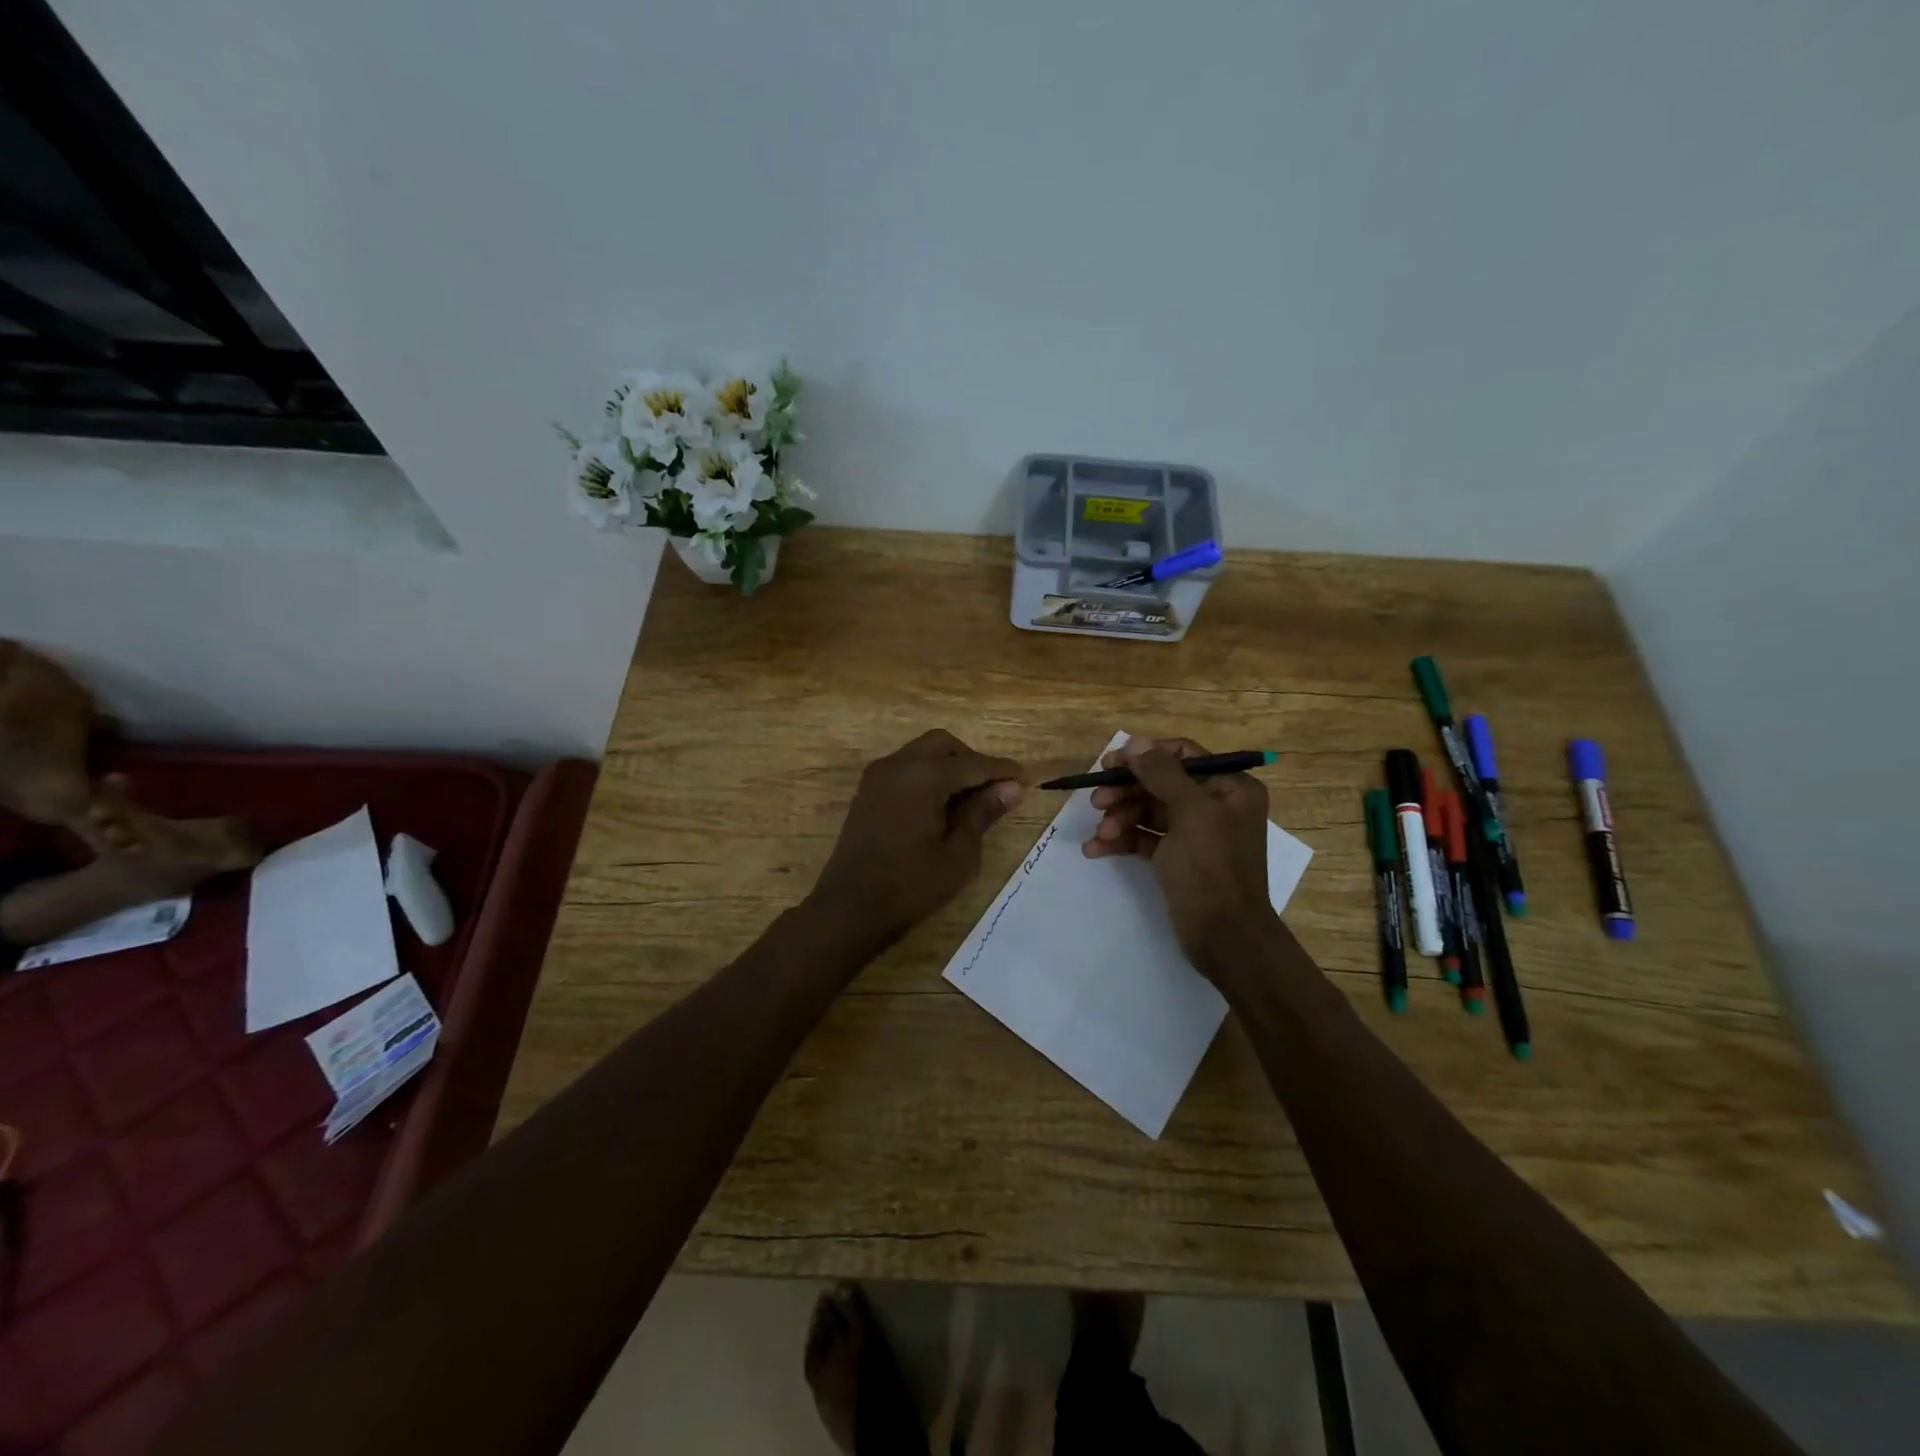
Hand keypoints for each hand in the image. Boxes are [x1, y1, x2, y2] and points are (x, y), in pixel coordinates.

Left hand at [808, 730, 1023, 950]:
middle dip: (971, 760)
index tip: (1025, 779)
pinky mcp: (868, 791)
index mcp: (922, 776)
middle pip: (943, 745)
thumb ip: (983, 813)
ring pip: (922, 753)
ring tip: (970, 800)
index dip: (1000, 771)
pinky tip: (941, 805)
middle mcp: (897, 765)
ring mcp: (878, 776)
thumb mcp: (958, 855)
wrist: (849, 909)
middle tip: (994, 790)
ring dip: (949, 766)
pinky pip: (906, 768)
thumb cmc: (910, 886)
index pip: (971, 763)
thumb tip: (1011, 787)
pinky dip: (928, 775)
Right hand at [1082, 737, 1275, 967]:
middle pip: (1160, 784)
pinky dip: (1122, 841)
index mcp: (1230, 788)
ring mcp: (1195, 834)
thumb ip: (1162, 774)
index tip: (1110, 764)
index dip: (1145, 756)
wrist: (1225, 938)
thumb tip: (1136, 743)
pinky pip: (1144, 840)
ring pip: (1148, 812)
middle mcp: (1215, 806)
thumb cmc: (1212, 869)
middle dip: (1127, 792)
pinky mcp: (1177, 859)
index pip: (1183, 755)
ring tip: (1101, 834)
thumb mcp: (1190, 814)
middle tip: (1096, 802)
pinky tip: (1095, 850)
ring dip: (1120, 819)